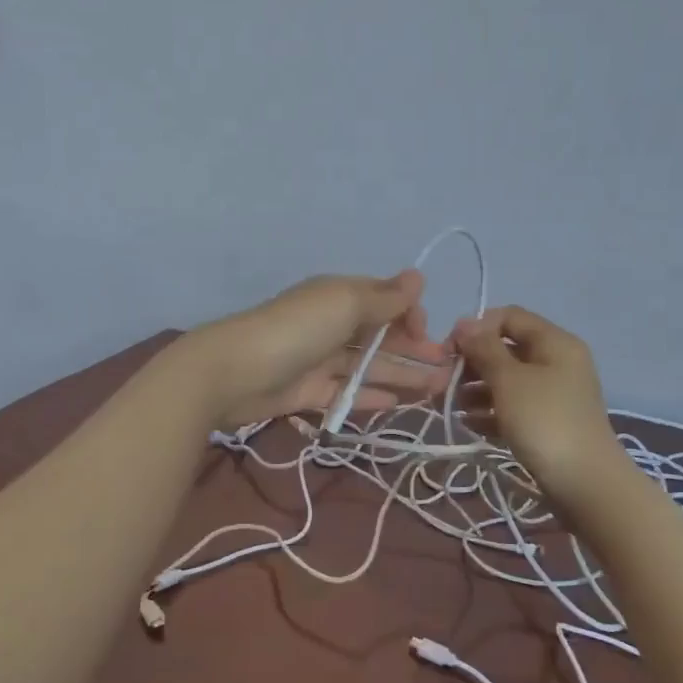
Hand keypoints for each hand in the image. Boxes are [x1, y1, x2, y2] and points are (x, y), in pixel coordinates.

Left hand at [188, 272, 451, 429]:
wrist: (234, 373)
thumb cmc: (296, 330)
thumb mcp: (344, 304)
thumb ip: (384, 297)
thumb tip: (417, 277)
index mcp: (338, 297)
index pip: (383, 301)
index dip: (409, 315)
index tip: (428, 333)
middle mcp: (330, 324)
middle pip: (379, 336)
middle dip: (414, 349)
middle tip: (448, 369)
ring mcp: (318, 360)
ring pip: (367, 366)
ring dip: (401, 375)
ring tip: (436, 390)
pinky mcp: (307, 392)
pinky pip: (346, 393)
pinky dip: (370, 396)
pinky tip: (397, 405)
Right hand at [451, 307, 623, 494]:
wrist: (585, 483)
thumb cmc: (544, 422)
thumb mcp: (509, 380)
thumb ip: (484, 348)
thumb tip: (465, 323)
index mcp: (554, 342)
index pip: (509, 317)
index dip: (476, 328)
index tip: (449, 351)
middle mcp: (556, 362)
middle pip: (506, 349)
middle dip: (471, 363)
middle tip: (442, 382)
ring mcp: (553, 395)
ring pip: (507, 381)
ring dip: (475, 389)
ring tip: (450, 405)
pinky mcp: (547, 424)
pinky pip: (513, 408)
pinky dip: (490, 412)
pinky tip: (469, 424)